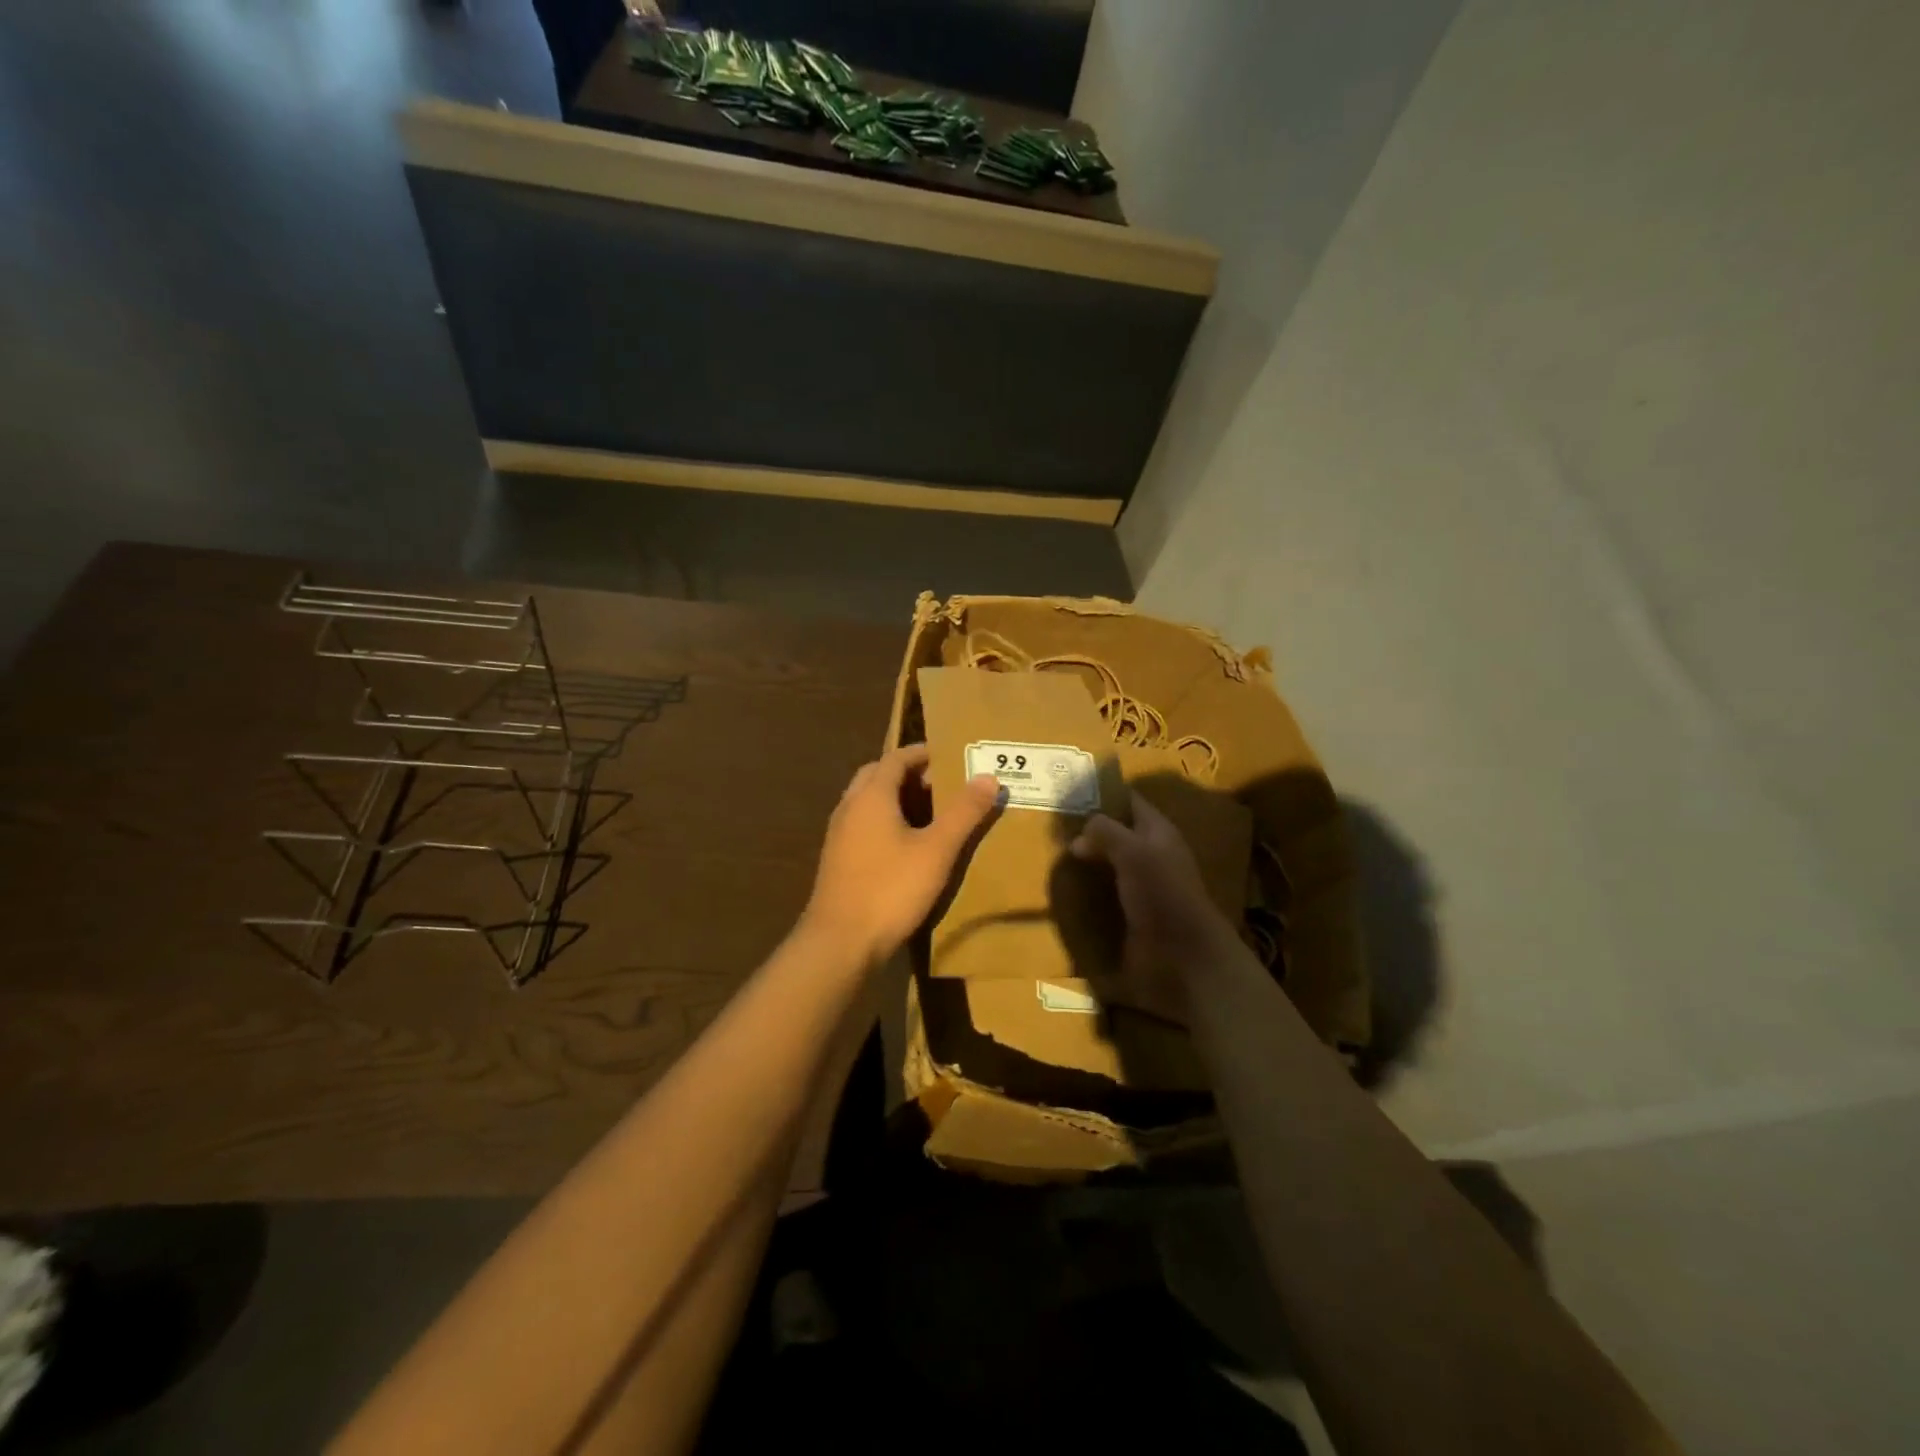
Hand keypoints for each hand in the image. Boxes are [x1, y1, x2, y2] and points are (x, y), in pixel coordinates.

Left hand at [802, 744, 1000, 968]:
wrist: (840, 942)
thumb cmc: (891, 889)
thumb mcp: (937, 850)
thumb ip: (963, 812)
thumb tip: (988, 776)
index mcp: (871, 796)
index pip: (896, 757)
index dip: (922, 753)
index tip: (949, 755)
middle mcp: (849, 807)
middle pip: (878, 776)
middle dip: (908, 774)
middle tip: (941, 783)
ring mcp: (838, 834)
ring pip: (867, 801)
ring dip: (895, 798)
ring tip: (930, 812)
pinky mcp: (837, 860)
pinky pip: (862, 824)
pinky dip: (884, 820)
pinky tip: (906, 845)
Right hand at [1070, 796, 1243, 1023]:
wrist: (1183, 956)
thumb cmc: (1162, 893)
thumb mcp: (1133, 851)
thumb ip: (1106, 832)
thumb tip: (1079, 834)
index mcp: (1158, 832)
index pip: (1130, 802)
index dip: (1104, 794)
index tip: (1069, 792)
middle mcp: (1151, 855)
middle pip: (1117, 833)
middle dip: (1089, 830)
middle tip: (1051, 827)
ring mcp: (1142, 886)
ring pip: (1109, 864)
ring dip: (1086, 862)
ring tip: (1053, 857)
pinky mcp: (1132, 914)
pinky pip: (1105, 894)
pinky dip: (1088, 890)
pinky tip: (1066, 890)